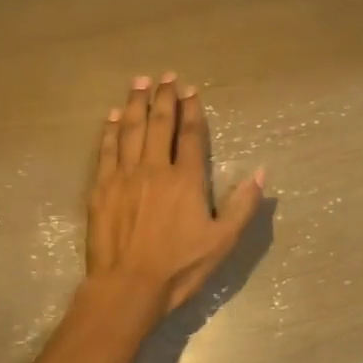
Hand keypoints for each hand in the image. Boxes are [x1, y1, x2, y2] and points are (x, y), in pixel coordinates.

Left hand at [87, 74, 265, 319]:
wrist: (127, 286)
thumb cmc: (179, 267)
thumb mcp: (222, 241)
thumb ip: (242, 205)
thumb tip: (261, 172)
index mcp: (186, 180)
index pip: (190, 135)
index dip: (191, 110)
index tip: (189, 89)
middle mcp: (154, 168)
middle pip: (159, 124)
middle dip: (163, 97)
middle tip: (164, 75)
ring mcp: (124, 176)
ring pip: (130, 130)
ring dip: (135, 103)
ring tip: (139, 82)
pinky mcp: (101, 188)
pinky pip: (106, 150)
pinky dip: (110, 130)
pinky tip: (112, 116)